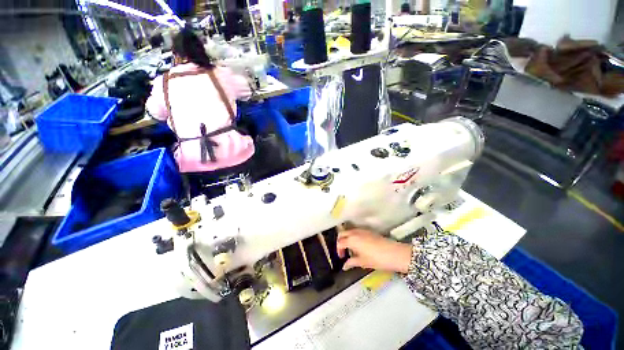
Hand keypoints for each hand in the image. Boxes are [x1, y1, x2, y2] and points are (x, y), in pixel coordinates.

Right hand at [336, 229, 412, 272]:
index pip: (340, 242)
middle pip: (342, 233)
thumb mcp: (363, 262)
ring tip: (352, 249)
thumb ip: (351, 263)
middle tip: (344, 251)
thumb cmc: (377, 259)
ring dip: (347, 238)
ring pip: (349, 231)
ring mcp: (362, 230)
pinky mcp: (369, 231)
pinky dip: (354, 236)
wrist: (394, 253)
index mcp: (352, 240)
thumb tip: (344, 266)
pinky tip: (360, 246)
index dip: (339, 250)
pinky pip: (357, 231)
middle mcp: (355, 233)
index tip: (342, 258)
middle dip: (340, 241)